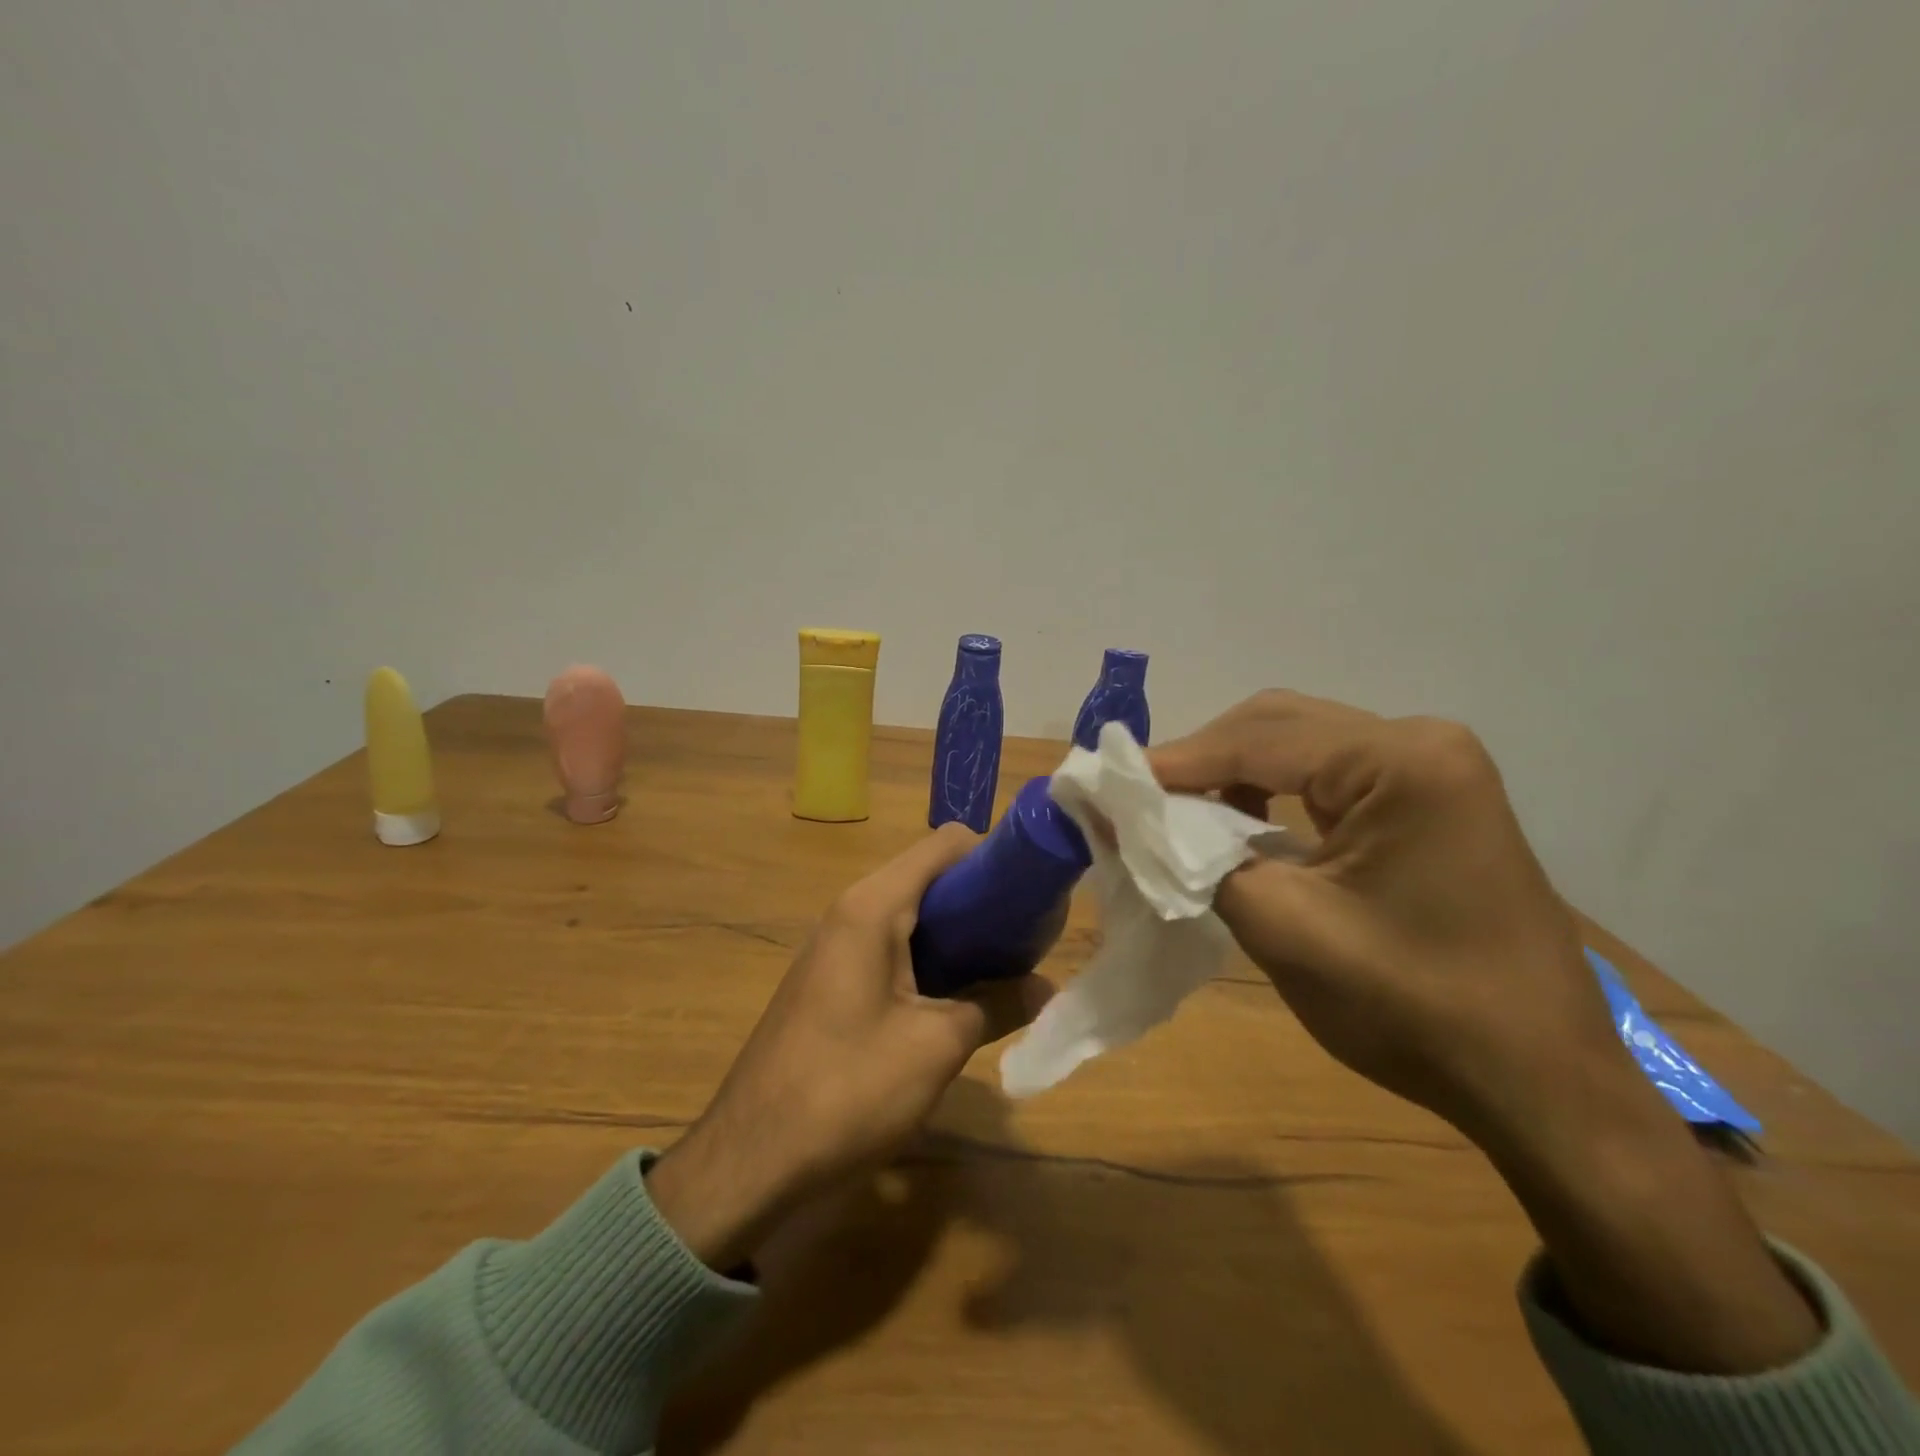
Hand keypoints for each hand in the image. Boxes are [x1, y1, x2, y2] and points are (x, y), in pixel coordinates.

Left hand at [646, 825, 1050, 1269]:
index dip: (994, 857)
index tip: (1032, 895)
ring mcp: (836, 943)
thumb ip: (998, 1004)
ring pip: (912, 913)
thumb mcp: (936, 1046)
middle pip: (930, 875)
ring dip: (958, 932)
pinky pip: (891, 944)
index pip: (945, 844)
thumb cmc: (847, 1089)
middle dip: (981, 899)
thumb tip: (1047, 988)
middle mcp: (851, 909)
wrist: (750, 1157)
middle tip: (1027, 939)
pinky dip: (929, 956)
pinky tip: (956, 995)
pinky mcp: (831, 977)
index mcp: (873, 906)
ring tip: (1002, 967)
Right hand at [1153, 691, 1819, 1372]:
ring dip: (1234, 771)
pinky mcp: (1433, 799)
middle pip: (1279, 724)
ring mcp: (1434, 769)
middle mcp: (1421, 743)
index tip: (1106, 783)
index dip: (1174, 762)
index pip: (1257, 739)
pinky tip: (1241, 821)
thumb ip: (1192, 859)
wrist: (1542, 1085)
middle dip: (1202, 758)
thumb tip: (1120, 814)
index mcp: (1400, 762)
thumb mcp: (1283, 928)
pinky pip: (1331, 776)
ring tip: (1178, 811)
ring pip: (1302, 745)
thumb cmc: (1414, 1009)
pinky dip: (1274, 791)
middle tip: (1138, 797)